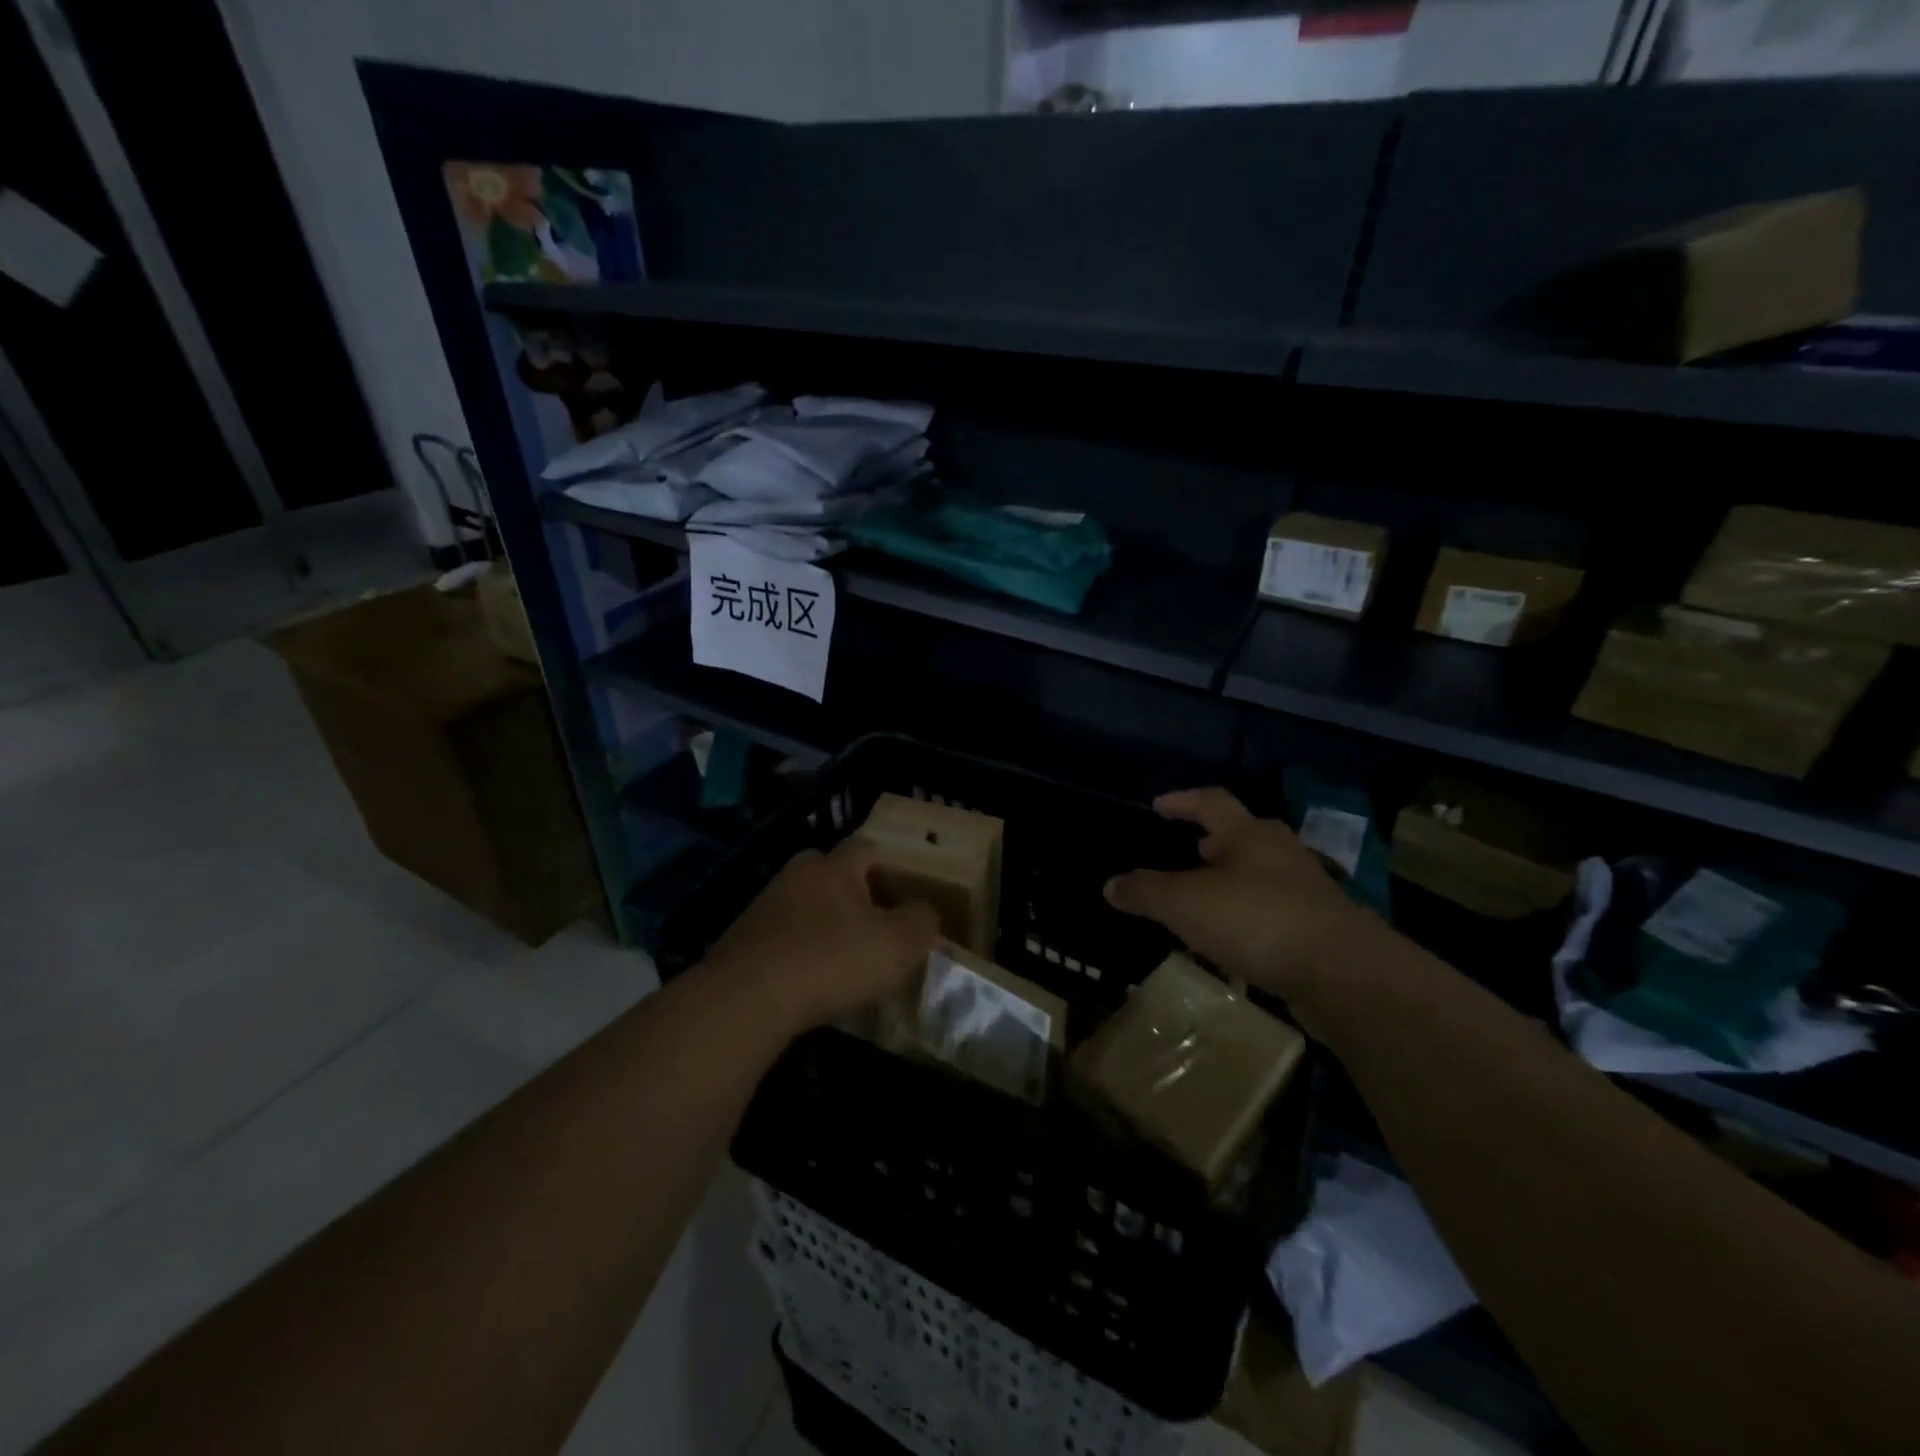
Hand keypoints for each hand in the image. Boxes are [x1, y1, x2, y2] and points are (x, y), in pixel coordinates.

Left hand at [704, 838, 940, 1034]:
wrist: (745, 998)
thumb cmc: (832, 960)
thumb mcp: (898, 944)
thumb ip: (922, 923)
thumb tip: (924, 914)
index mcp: (835, 866)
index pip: (867, 848)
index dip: (890, 869)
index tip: (904, 899)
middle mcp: (797, 875)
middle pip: (831, 872)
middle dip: (853, 893)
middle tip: (873, 925)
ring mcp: (764, 906)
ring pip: (804, 904)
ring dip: (823, 924)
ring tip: (842, 959)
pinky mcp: (741, 940)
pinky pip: (781, 936)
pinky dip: (798, 951)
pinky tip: (808, 980)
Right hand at [1103, 788, 1382, 1024]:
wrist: (1344, 974)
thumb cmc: (1257, 921)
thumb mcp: (1185, 904)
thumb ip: (1145, 892)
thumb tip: (1110, 885)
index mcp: (1248, 835)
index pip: (1211, 802)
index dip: (1183, 801)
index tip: (1159, 806)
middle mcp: (1281, 854)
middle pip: (1245, 836)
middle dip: (1216, 842)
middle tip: (1192, 851)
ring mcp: (1307, 891)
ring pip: (1262, 877)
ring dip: (1234, 884)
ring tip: (1208, 903)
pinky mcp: (1322, 929)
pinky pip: (1276, 915)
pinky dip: (1251, 922)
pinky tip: (1236, 947)